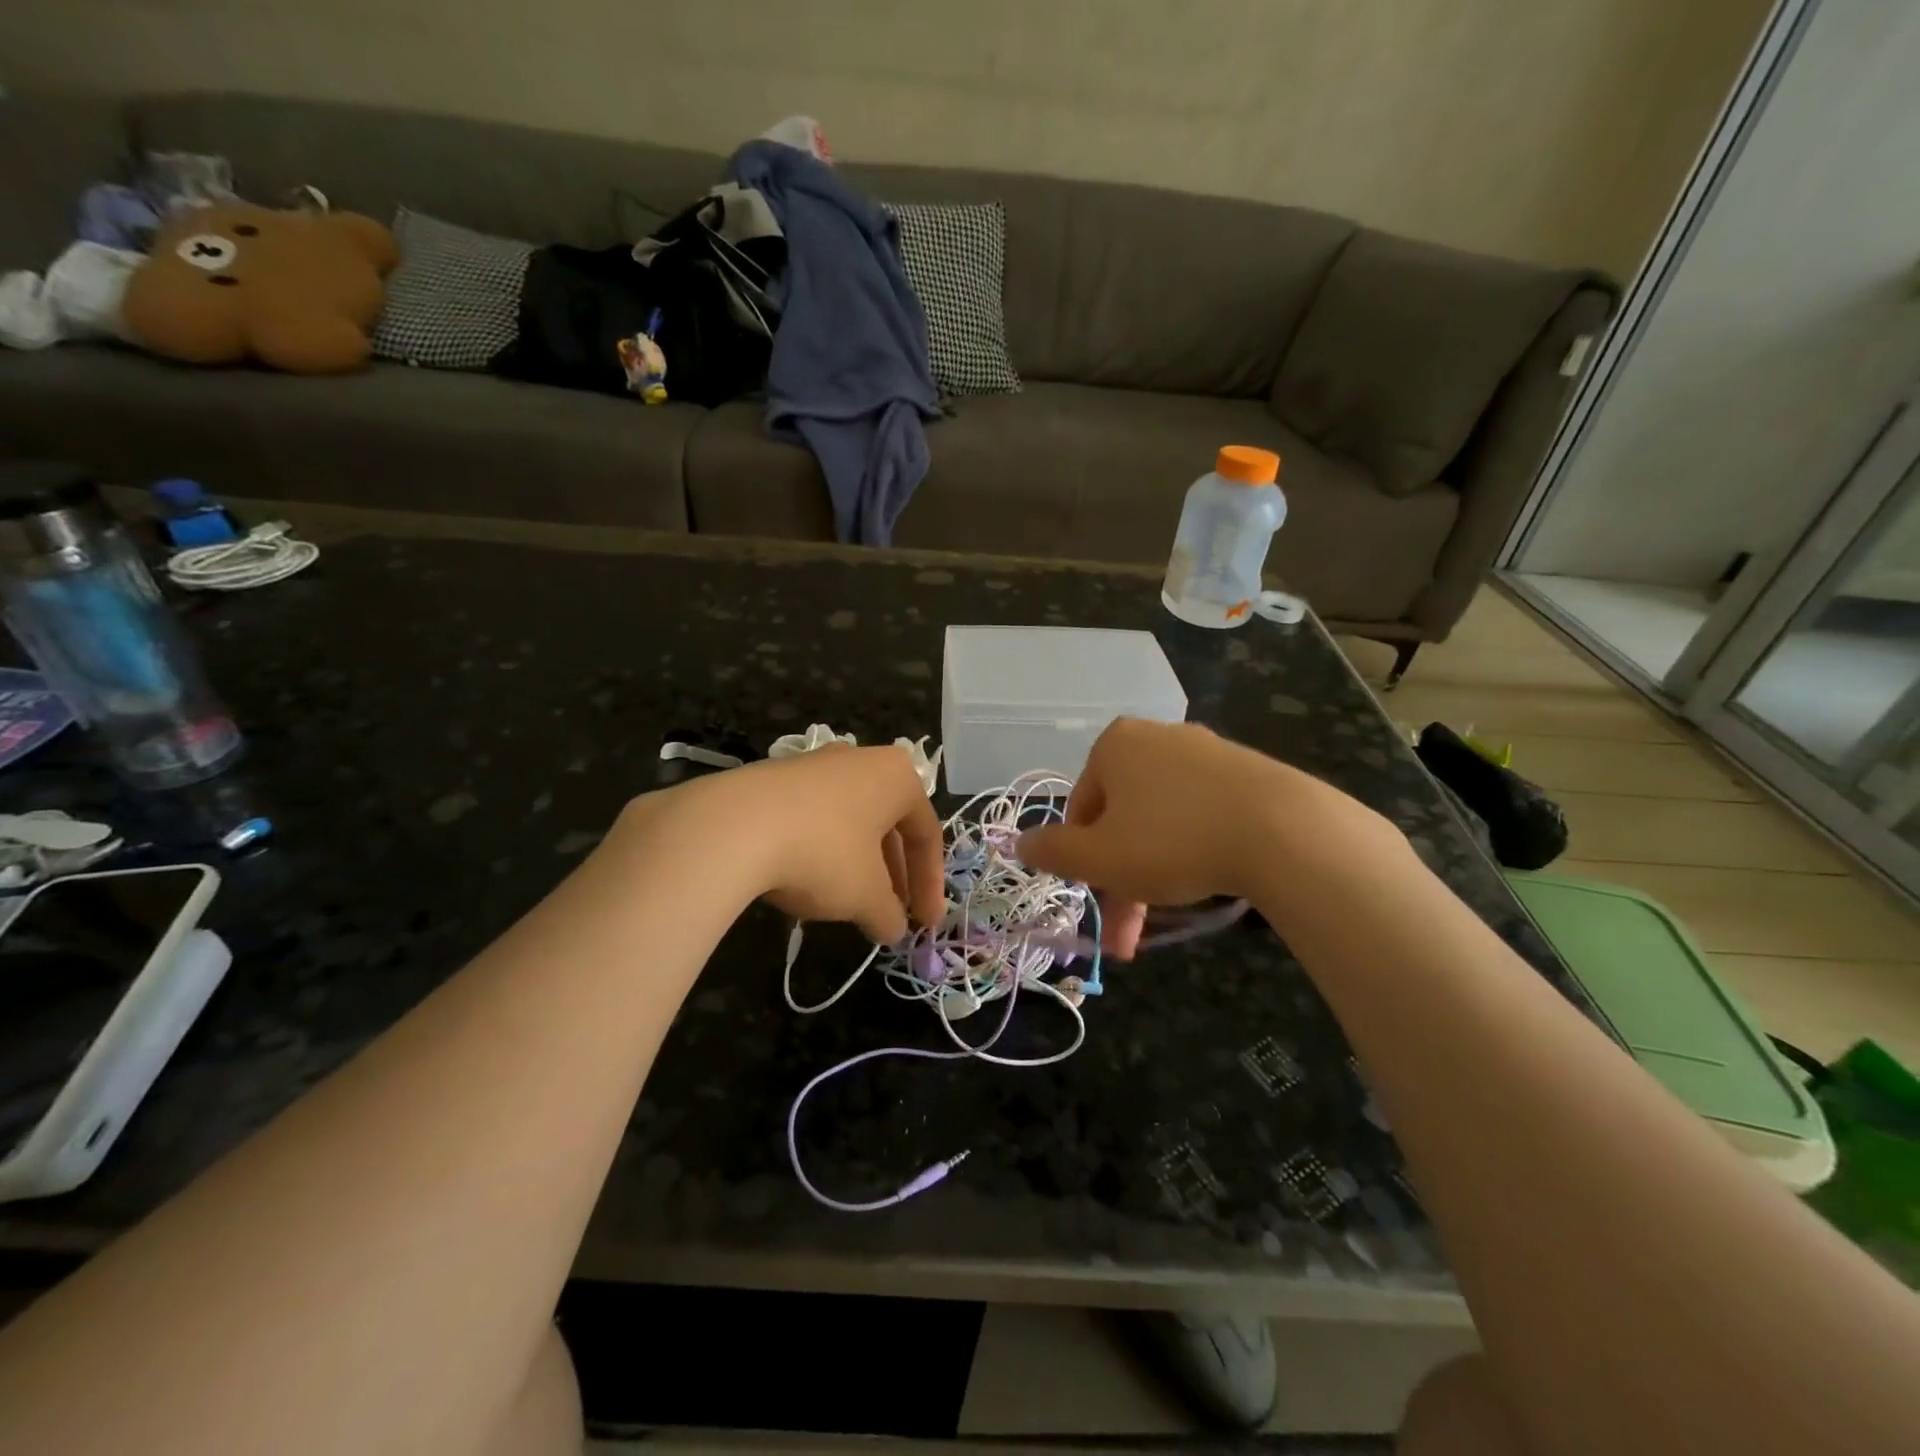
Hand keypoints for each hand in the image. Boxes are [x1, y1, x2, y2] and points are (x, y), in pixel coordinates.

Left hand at [629, 745, 944, 944]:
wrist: (731, 827)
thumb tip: (893, 929)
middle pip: (888, 826)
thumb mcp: (865, 896)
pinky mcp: (775, 779)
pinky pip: (815, 819)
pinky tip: (808, 882)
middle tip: (891, 915)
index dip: (930, 884)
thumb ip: (889, 914)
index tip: (925, 923)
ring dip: (858, 866)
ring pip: (851, 822)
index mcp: (896, 776)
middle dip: (893, 875)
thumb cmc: (822, 853)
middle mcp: (859, 761)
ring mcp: (815, 766)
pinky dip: (823, 852)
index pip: (926, 834)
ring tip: (851, 904)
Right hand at [1015, 718, 1393, 956]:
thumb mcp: (1099, 857)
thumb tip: (1020, 843)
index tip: (1100, 901)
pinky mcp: (1246, 770)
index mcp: (1114, 745)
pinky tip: (1209, 876)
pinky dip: (1195, 847)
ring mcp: (1205, 751)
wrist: (1282, 830)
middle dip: (1121, 879)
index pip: (1080, 809)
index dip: (1083, 860)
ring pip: (1162, 819)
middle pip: (1122, 818)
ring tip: (1171, 911)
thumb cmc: (1172, 840)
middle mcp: (1156, 737)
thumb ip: (1052, 851)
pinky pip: (1202, 812)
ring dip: (1155, 871)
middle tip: (1130, 935)